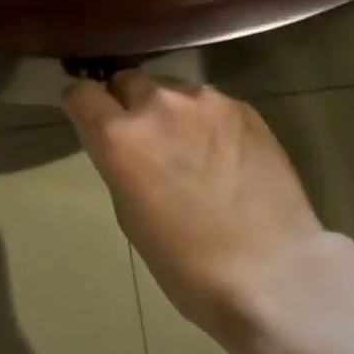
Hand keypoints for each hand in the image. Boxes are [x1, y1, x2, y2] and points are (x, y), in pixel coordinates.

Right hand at [64, 71, 334, 353]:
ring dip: (168, 108)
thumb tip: (124, 144)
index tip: (86, 117)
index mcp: (120, 135)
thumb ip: (119, 164)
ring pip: (170, 88)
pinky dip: (204, 119)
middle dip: (126, 103)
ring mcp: (206, 101)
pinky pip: (208, 102)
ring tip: (187, 144)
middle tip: (142, 137)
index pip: (81, 93)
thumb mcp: (129, 214)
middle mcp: (158, 104)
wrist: (273, 273)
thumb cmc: (186, 263)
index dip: (80, 105)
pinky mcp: (244, 107)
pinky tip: (221, 152)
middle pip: (127, 81)